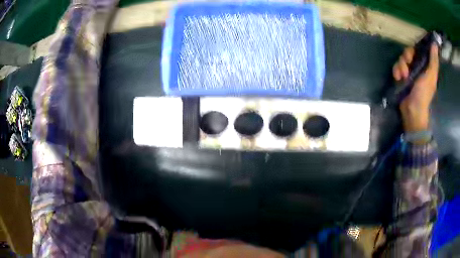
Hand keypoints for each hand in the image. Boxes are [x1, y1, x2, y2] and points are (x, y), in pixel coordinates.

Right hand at [392, 44, 438, 131]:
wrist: (413, 111)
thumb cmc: (424, 94)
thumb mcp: (431, 76)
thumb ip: (433, 61)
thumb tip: (435, 44)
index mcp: (425, 66)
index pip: (418, 50)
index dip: (414, 48)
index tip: (412, 52)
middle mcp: (417, 67)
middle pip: (408, 53)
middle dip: (406, 57)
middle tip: (407, 64)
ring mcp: (409, 73)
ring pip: (401, 60)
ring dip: (400, 66)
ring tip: (402, 76)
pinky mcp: (401, 78)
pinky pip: (396, 68)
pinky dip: (396, 71)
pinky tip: (398, 78)